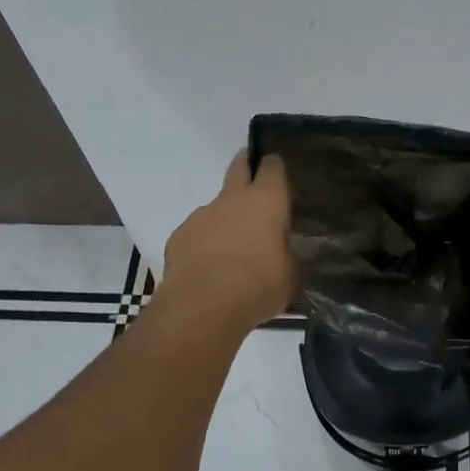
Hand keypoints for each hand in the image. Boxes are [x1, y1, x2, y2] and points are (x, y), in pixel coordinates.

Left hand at [156, 152, 297, 335]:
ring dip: (225, 218)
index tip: (279, 170)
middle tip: (252, 171)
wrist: (204, 306)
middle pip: (238, 167)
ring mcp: (201, 216)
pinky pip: (196, 233)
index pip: (273, 168)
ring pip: (216, 206)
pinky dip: (204, 243)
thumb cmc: (258, 286)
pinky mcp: (179, 237)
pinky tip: (209, 267)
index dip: (275, 166)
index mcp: (266, 202)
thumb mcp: (290, 276)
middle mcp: (232, 200)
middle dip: (246, 164)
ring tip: (232, 246)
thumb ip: (289, 257)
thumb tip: (288, 253)